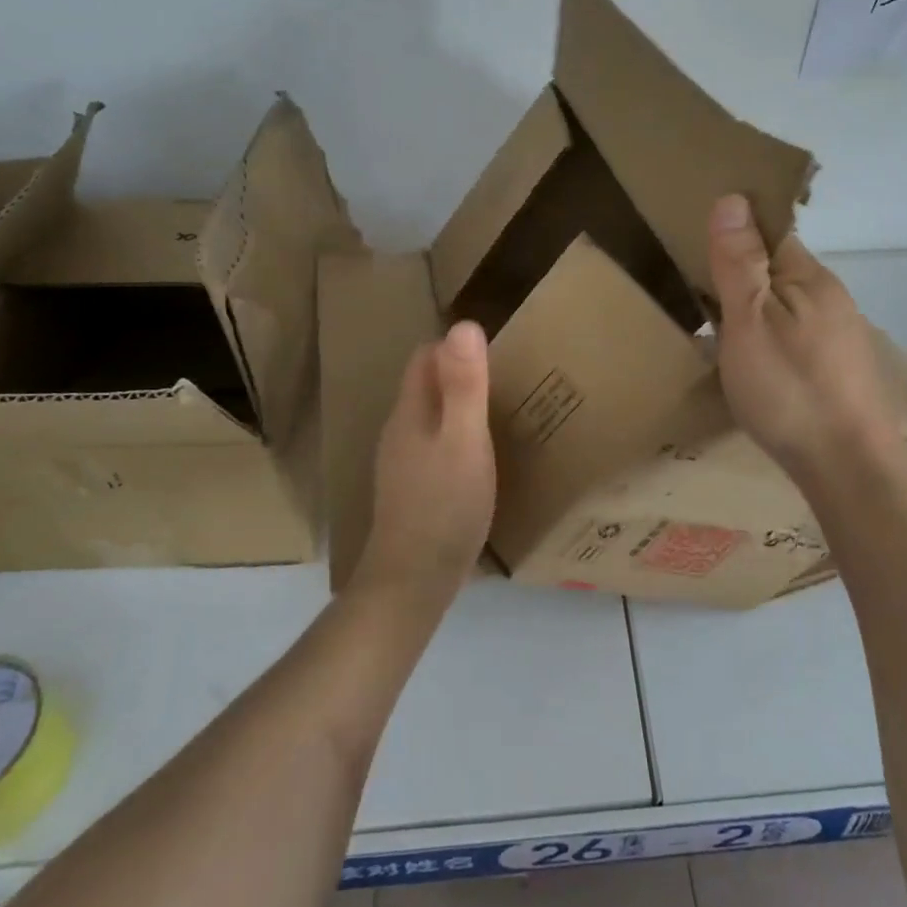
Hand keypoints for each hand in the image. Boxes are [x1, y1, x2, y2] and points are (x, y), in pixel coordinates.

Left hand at [355, 321, 496, 600]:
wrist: (412, 581)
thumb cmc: (444, 505)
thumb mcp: (464, 440)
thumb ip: (464, 385)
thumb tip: (464, 325)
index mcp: (410, 412)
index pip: (425, 357)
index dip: (454, 345)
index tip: (495, 348)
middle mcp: (400, 431)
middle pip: (426, 386)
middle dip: (460, 374)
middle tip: (506, 378)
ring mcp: (402, 464)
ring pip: (431, 418)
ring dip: (460, 408)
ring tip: (500, 414)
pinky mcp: (412, 491)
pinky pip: (435, 447)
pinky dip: (458, 440)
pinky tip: (481, 459)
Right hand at [708, 194, 906, 486]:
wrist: (849, 470)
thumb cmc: (790, 390)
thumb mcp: (749, 321)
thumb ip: (739, 263)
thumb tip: (732, 198)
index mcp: (810, 278)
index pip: (769, 233)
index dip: (734, 236)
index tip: (697, 255)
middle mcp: (832, 299)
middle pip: (778, 271)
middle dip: (741, 277)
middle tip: (698, 300)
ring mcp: (841, 337)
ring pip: (787, 307)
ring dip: (756, 311)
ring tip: (719, 336)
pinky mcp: (841, 371)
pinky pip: (797, 337)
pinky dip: (771, 340)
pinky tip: (756, 367)